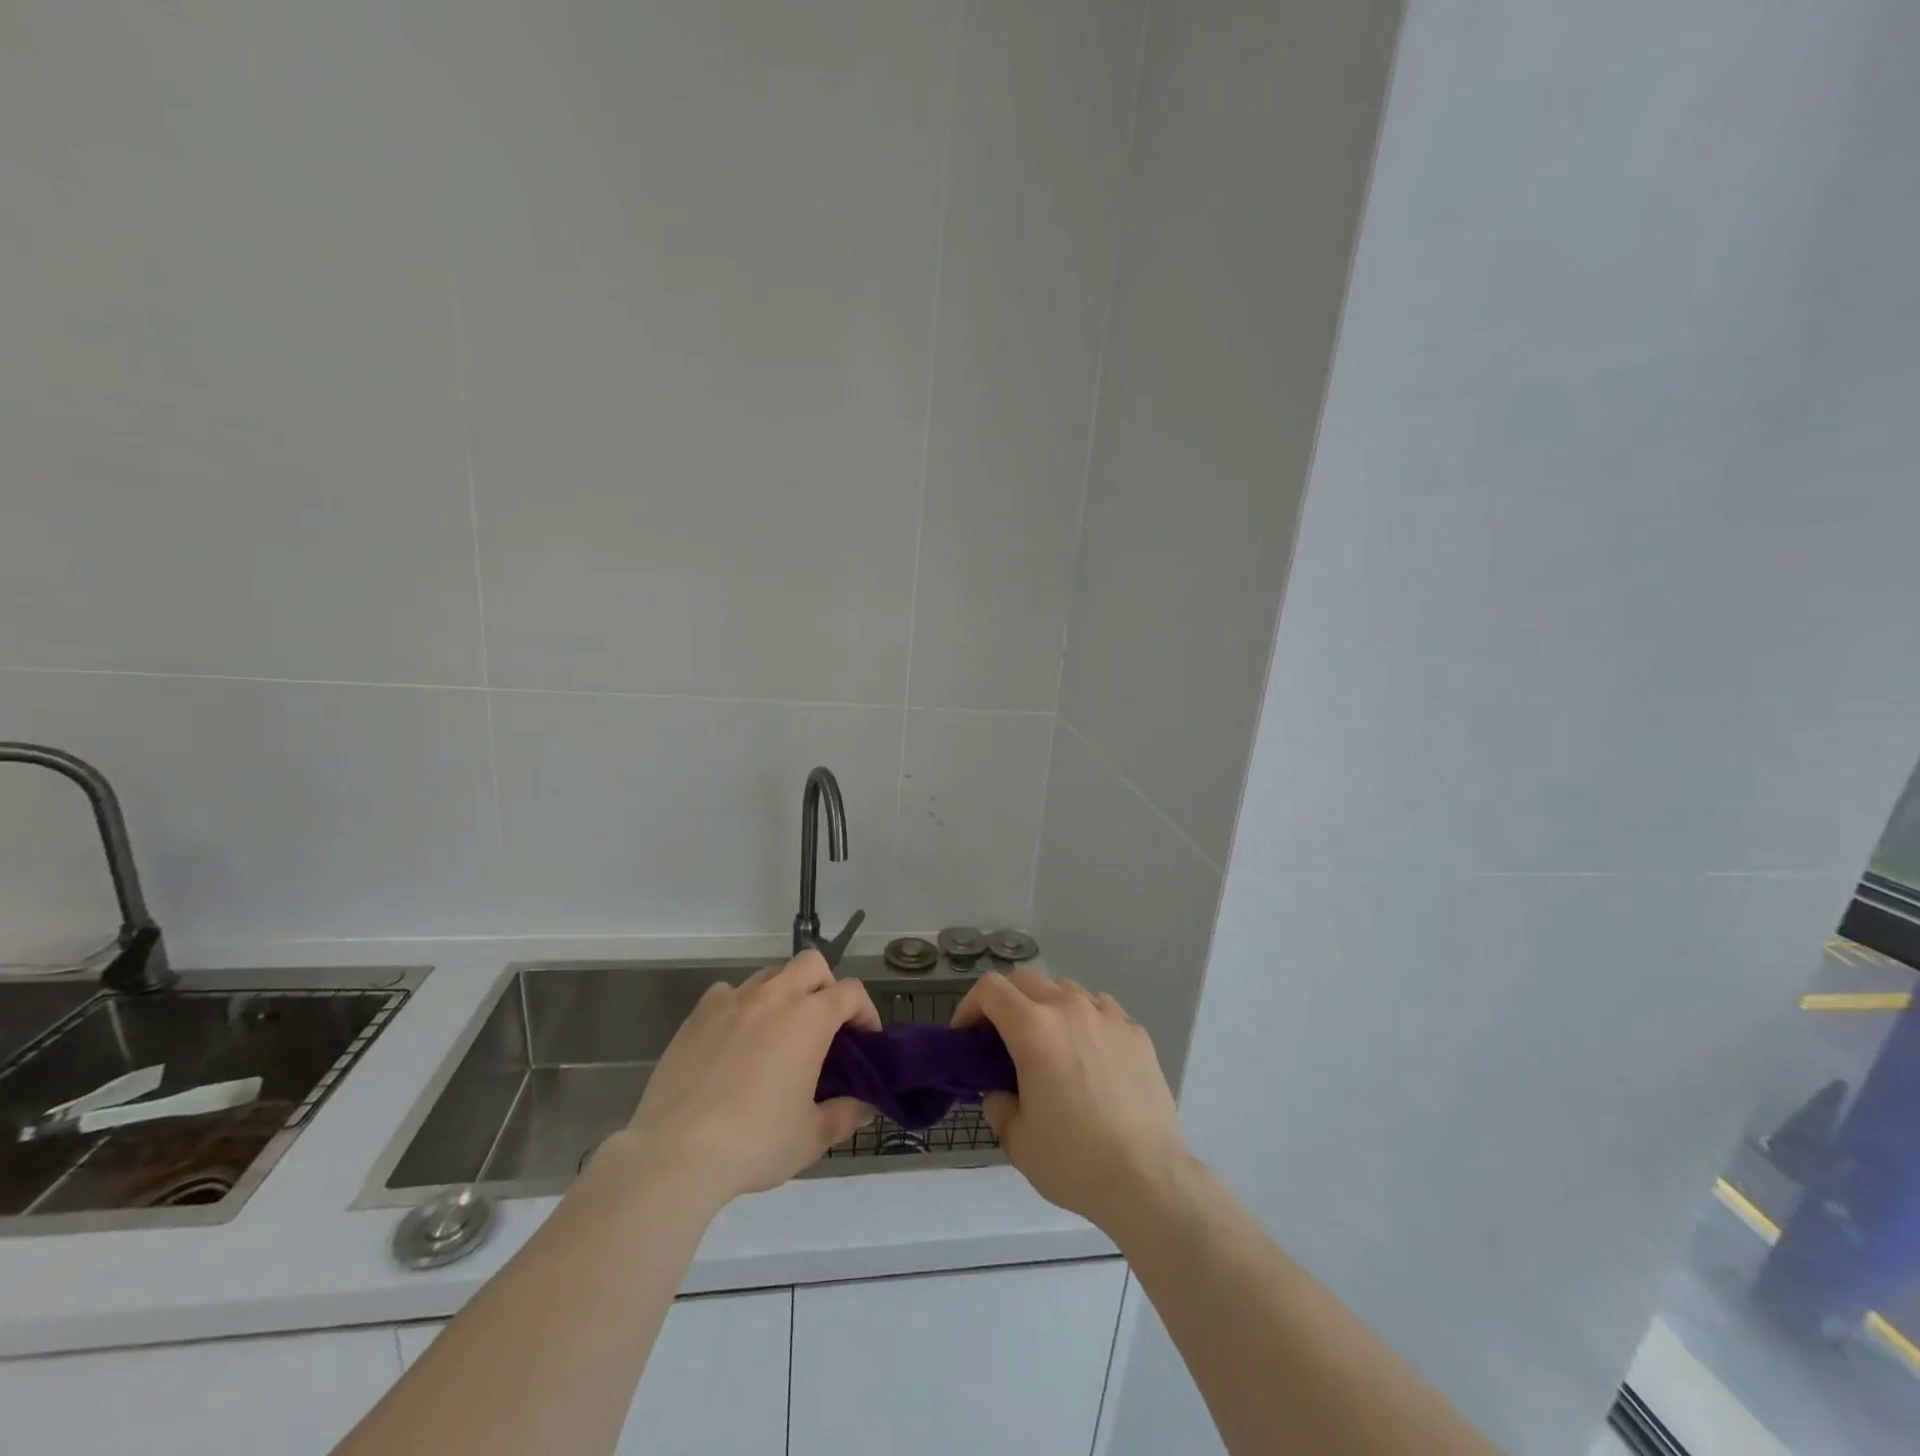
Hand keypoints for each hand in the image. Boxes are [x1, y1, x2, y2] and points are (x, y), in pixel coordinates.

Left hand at [622, 951, 878, 1211]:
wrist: (675, 1153)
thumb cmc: (755, 1141)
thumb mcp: (812, 1137)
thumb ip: (846, 1114)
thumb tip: (864, 1106)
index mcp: (809, 1018)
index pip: (851, 992)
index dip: (865, 1012)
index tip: (865, 1041)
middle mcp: (774, 996)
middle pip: (812, 964)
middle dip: (826, 986)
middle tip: (824, 1026)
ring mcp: (732, 1001)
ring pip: (770, 975)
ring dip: (784, 994)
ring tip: (778, 1034)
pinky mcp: (698, 1015)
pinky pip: (728, 994)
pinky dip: (740, 1008)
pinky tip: (735, 1041)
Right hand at [951, 968, 1188, 1234]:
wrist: (1148, 1180)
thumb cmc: (1074, 1161)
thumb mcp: (1017, 1140)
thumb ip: (998, 1105)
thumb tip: (999, 1092)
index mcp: (1034, 1028)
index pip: (990, 989)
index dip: (969, 1006)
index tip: (965, 1035)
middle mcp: (1070, 1008)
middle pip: (1026, 979)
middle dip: (1005, 1001)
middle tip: (1001, 1038)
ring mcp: (1108, 1016)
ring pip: (1065, 990)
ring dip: (1046, 1007)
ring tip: (1048, 1045)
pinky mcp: (1136, 1032)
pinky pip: (1100, 1010)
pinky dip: (1084, 1021)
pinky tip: (1089, 1056)